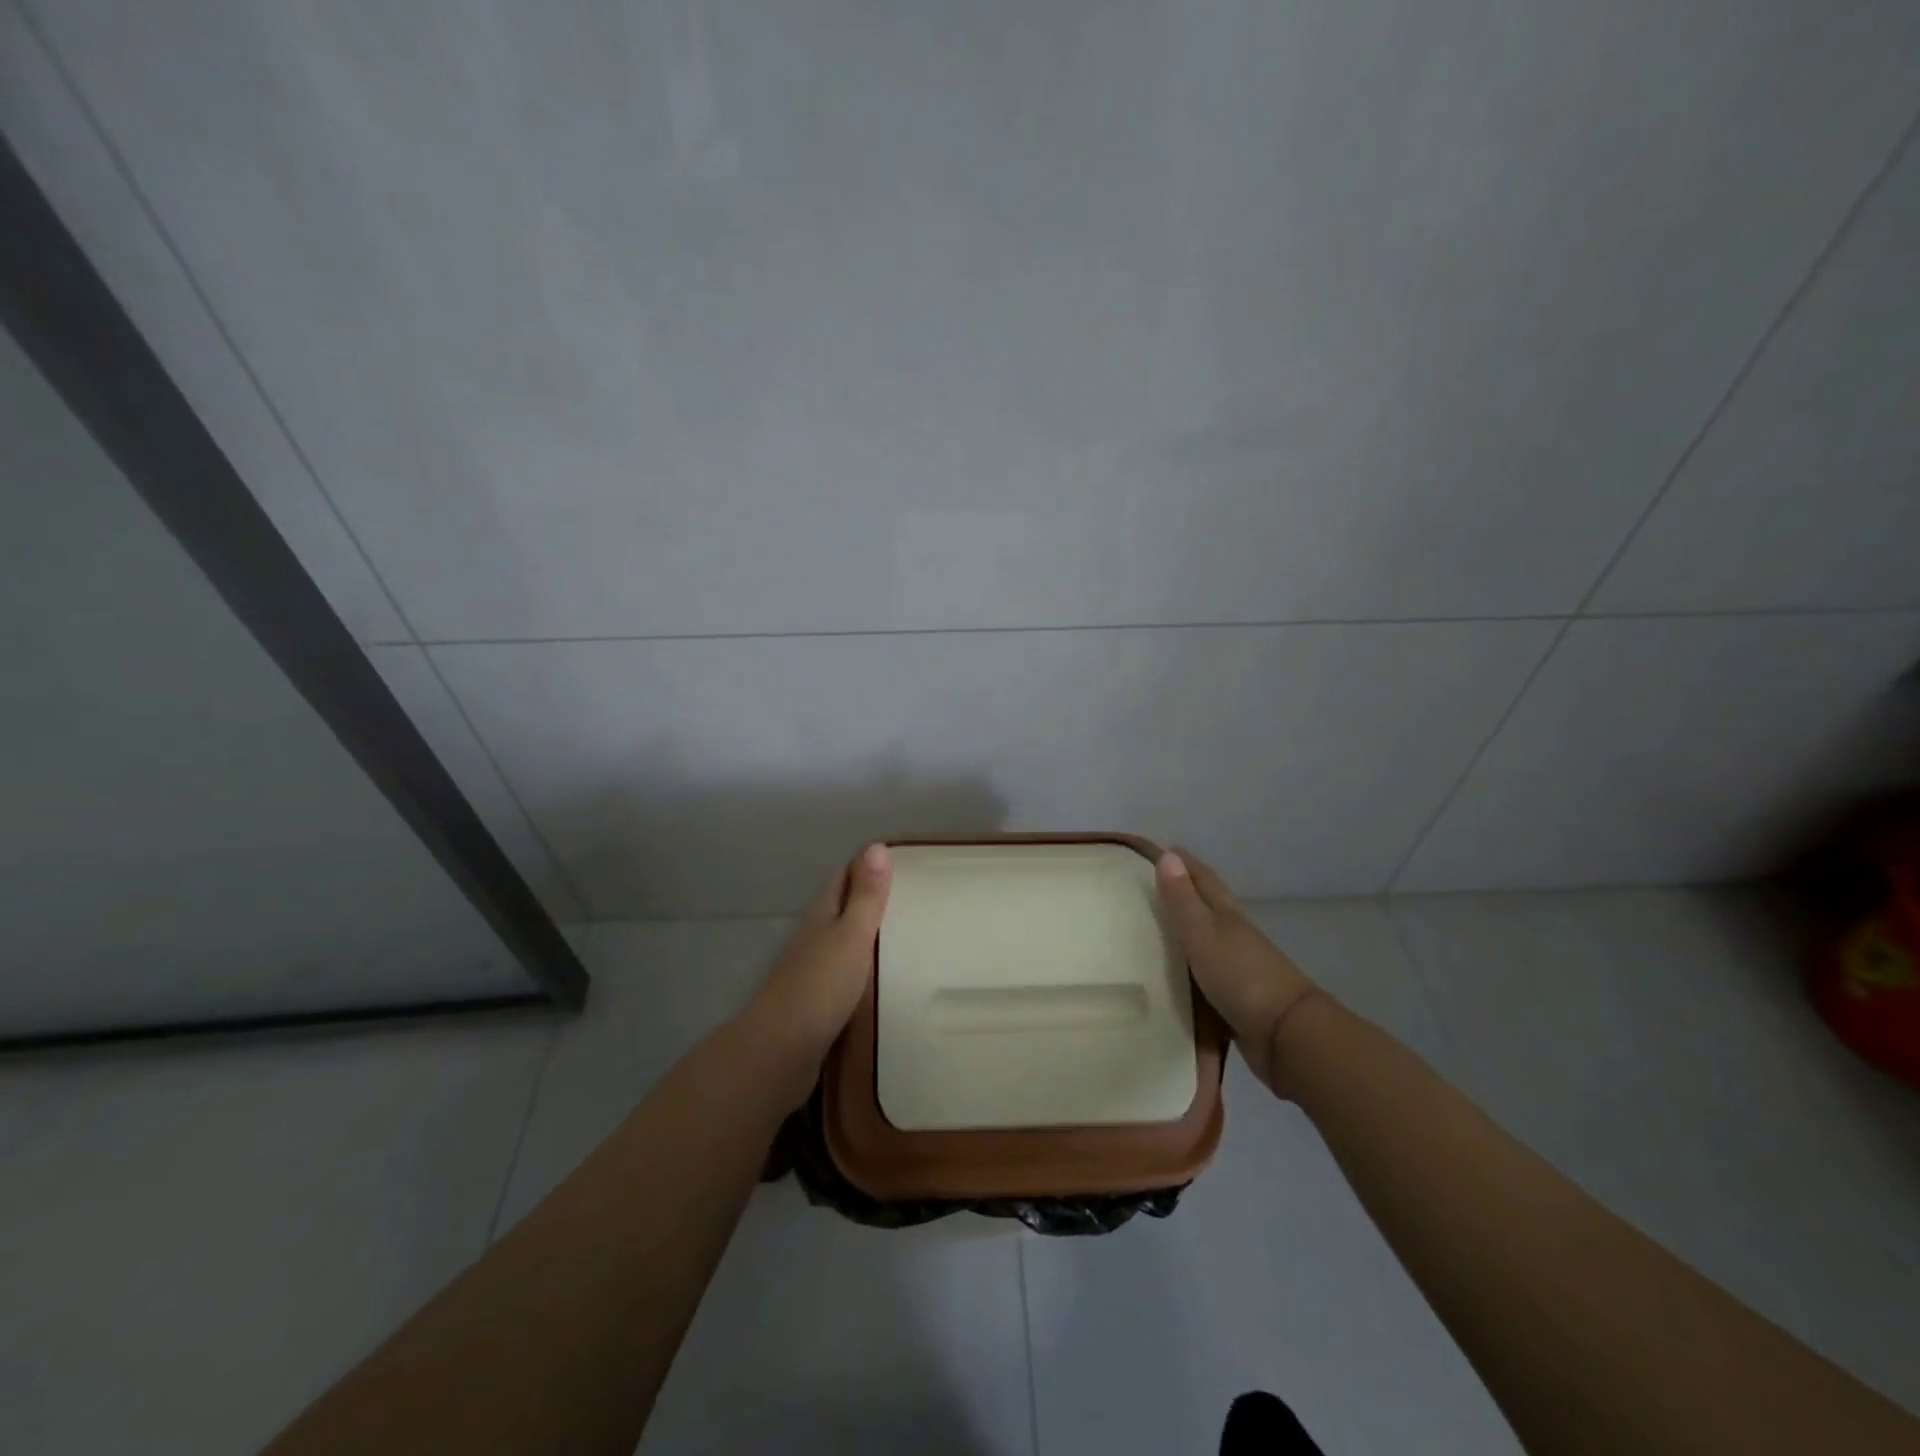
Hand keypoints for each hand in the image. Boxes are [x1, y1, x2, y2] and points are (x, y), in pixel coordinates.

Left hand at [750, 843, 892, 1066]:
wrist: (780, 1052)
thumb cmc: (820, 986)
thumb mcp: (851, 935)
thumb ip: (866, 896)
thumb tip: (877, 845)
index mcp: (821, 916)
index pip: (842, 877)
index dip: (865, 865)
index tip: (898, 860)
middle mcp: (812, 938)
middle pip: (840, 908)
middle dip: (868, 899)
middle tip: (911, 897)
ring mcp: (811, 972)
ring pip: (841, 942)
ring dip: (866, 936)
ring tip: (905, 936)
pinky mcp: (815, 1004)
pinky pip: (843, 975)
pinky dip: (862, 969)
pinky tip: (883, 979)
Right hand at [1156, 848, 1320, 1093]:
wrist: (1286, 1035)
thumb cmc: (1241, 976)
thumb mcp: (1204, 934)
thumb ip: (1184, 900)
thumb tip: (1168, 855)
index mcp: (1227, 916)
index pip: (1203, 879)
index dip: (1184, 863)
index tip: (1162, 849)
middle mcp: (1234, 935)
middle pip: (1207, 906)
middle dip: (1184, 892)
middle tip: (1151, 885)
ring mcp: (1238, 967)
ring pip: (1206, 940)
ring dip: (1186, 932)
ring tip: (1153, 929)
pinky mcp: (1236, 999)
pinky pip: (1204, 975)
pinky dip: (1189, 968)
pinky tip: (1172, 974)